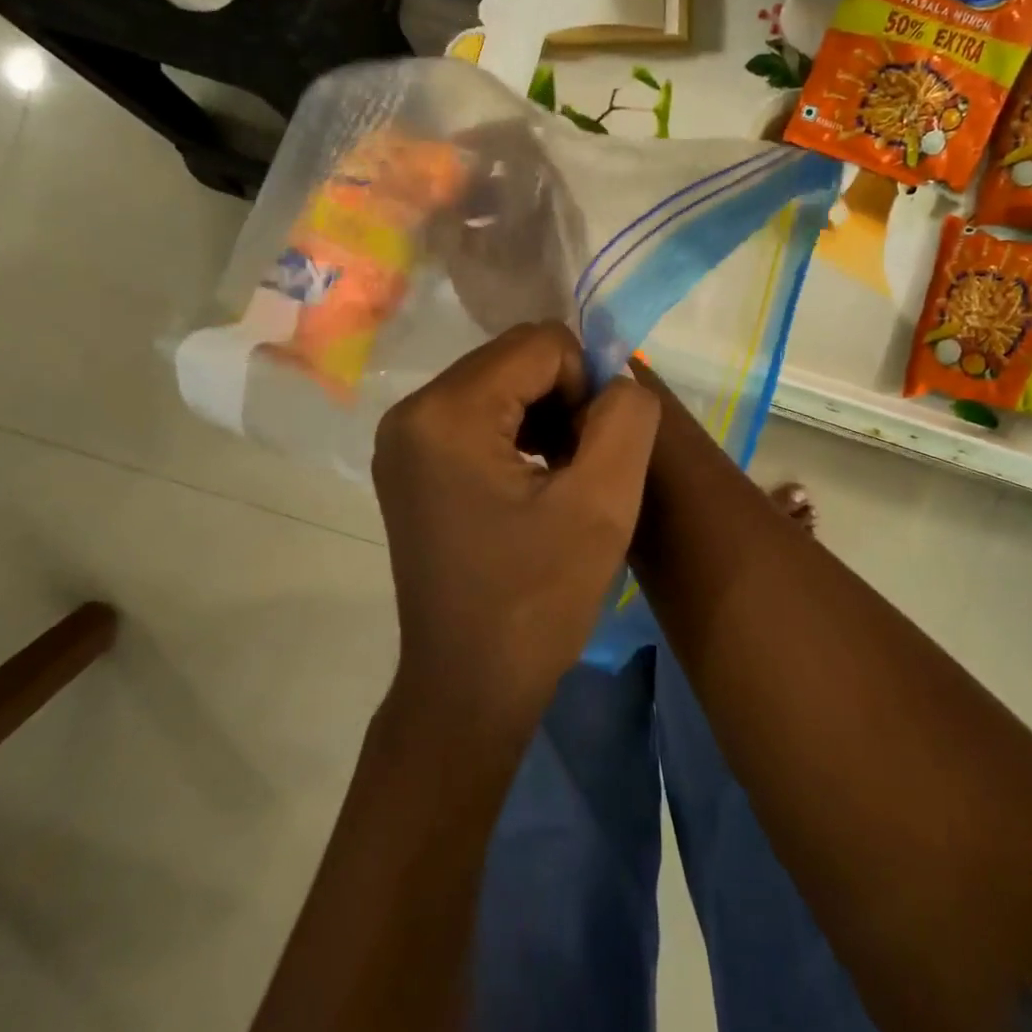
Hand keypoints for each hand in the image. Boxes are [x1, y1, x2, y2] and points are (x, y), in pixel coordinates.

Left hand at [372, 322, 659, 740]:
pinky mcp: (410, 463)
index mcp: (446, 413)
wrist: (469, 686)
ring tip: (563, 479)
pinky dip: (519, 435)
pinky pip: (479, 415)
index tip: (597, 454)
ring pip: (500, 384)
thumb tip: (617, 379)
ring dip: (545, 417)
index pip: (541, 344)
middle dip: (564, 399)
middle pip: (515, 359)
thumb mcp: (603, 504)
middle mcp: (411, 411)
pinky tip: (536, 484)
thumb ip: (627, 417)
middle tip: (582, 468)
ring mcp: (404, 438)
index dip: (587, 387)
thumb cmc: (536, 601)